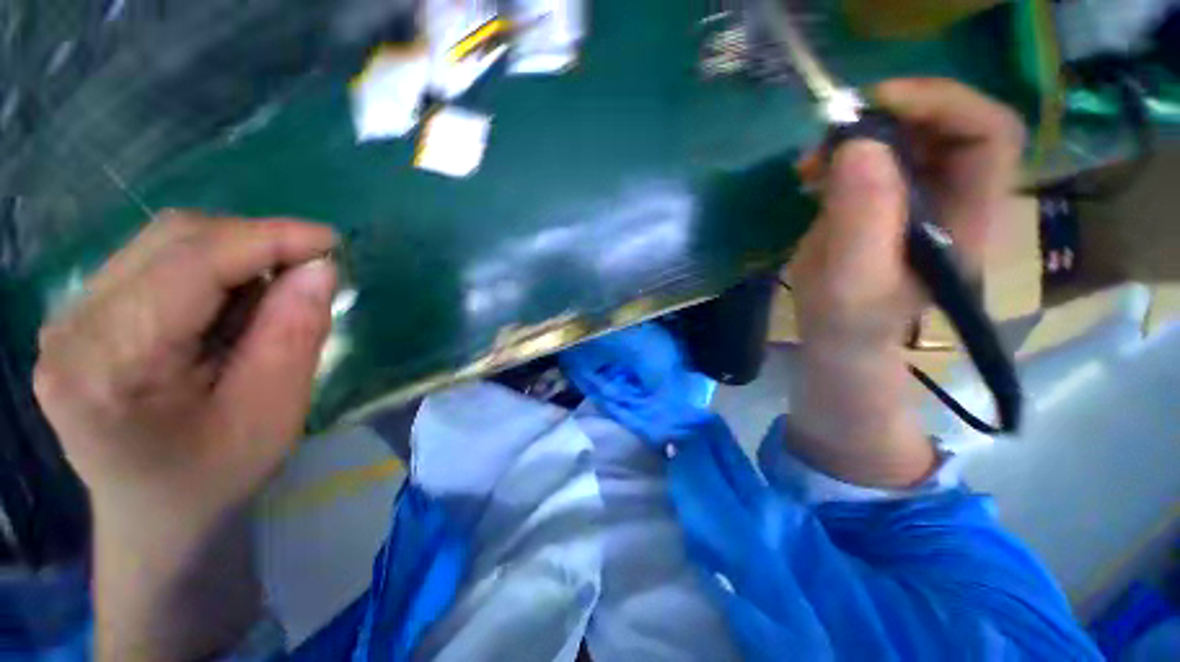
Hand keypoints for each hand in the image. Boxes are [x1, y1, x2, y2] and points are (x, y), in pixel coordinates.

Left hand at [34, 210, 336, 658]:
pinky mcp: (83, 314)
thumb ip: (295, 333)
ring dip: (234, 255)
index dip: (267, 239)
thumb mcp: (273, 412)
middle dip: (254, 243)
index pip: (190, 264)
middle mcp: (72, 326)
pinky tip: (232, 304)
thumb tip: (320, 268)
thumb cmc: (217, 474)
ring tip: (271, 295)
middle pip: (172, 240)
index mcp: (109, 364)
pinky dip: (211, 268)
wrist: (156, 514)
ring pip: (164, 242)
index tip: (330, 242)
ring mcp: (69, 316)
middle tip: (308, 271)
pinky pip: (156, 261)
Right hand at [786, 79, 1023, 486]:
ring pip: (906, 135)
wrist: (839, 336)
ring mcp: (918, 197)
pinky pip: (873, 156)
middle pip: (946, 123)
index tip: (876, 106)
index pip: (988, 132)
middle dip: (890, 116)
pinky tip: (812, 172)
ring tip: (812, 161)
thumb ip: (862, 218)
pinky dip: (841, 153)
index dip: (942, 103)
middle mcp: (953, 196)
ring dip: (858, 135)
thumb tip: (858, 144)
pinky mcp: (884, 200)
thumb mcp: (852, 279)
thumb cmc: (850, 320)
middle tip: (833, 134)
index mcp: (965, 216)